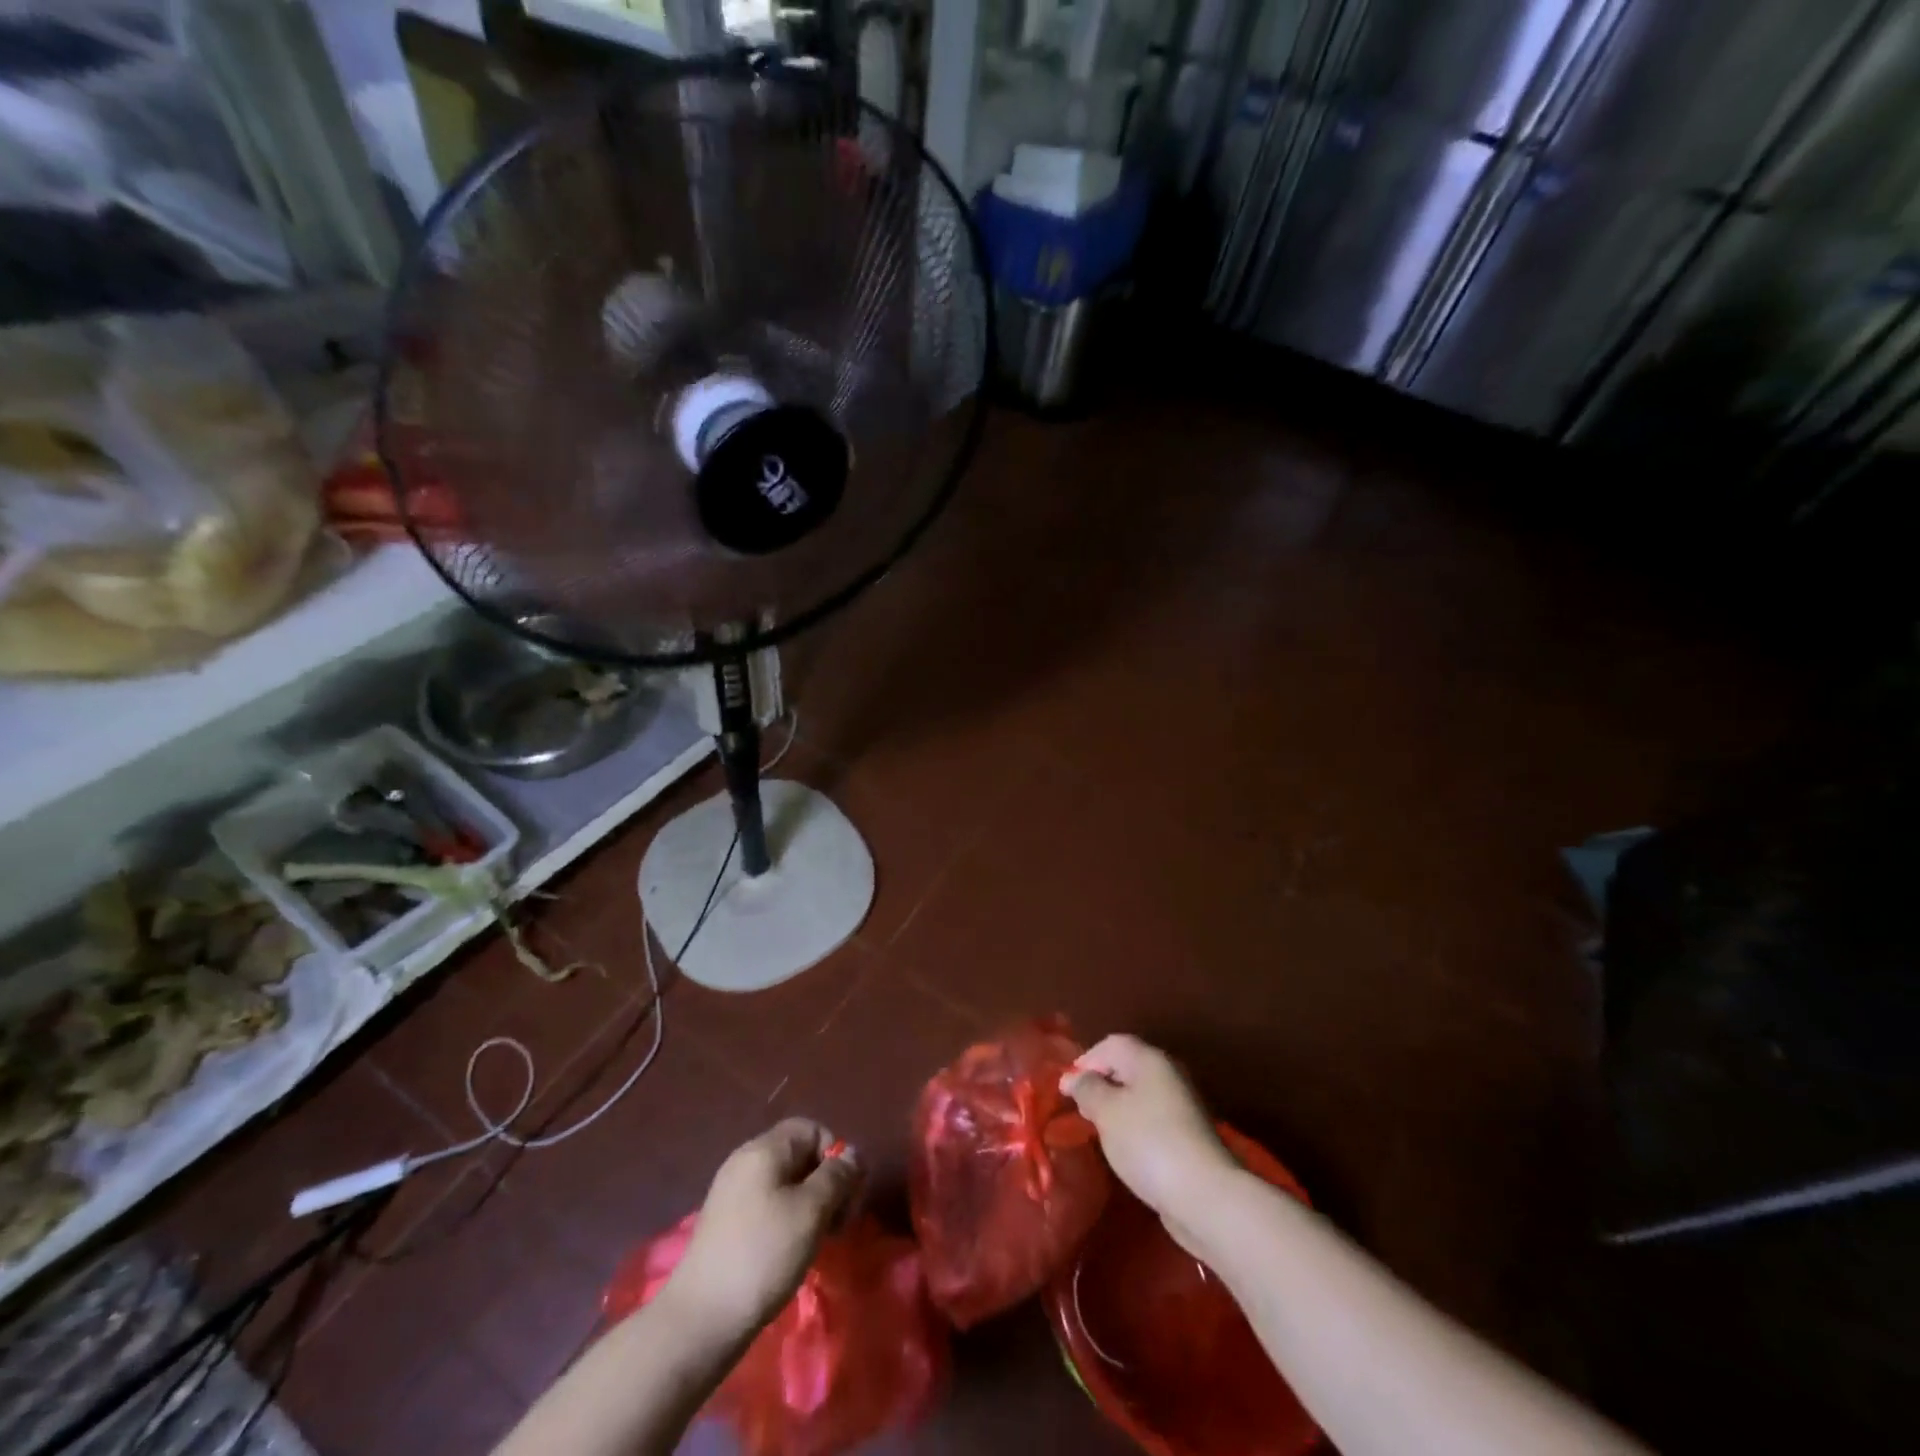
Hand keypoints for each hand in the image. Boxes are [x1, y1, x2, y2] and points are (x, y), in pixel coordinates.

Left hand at [665, 1119, 862, 1337]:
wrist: (701, 1319)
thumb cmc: (763, 1255)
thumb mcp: (811, 1211)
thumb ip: (837, 1176)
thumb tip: (853, 1155)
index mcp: (764, 1149)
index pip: (812, 1129)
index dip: (835, 1155)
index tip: (844, 1195)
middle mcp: (745, 1161)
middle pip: (799, 1154)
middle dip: (826, 1182)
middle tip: (838, 1223)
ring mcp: (732, 1192)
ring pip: (785, 1183)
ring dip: (810, 1204)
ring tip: (818, 1240)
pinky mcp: (726, 1223)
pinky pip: (768, 1204)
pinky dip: (787, 1219)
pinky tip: (791, 1251)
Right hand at [1060, 1034, 1239, 1254]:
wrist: (1204, 1195)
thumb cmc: (1148, 1142)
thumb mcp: (1106, 1111)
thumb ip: (1087, 1089)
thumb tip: (1074, 1078)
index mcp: (1150, 1060)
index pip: (1112, 1044)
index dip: (1086, 1060)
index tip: (1066, 1088)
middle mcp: (1168, 1075)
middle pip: (1127, 1068)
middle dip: (1101, 1084)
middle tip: (1080, 1108)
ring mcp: (1182, 1107)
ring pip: (1139, 1096)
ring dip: (1117, 1107)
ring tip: (1098, 1130)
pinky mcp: (1187, 1137)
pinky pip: (1151, 1120)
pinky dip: (1133, 1127)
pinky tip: (1125, 1148)